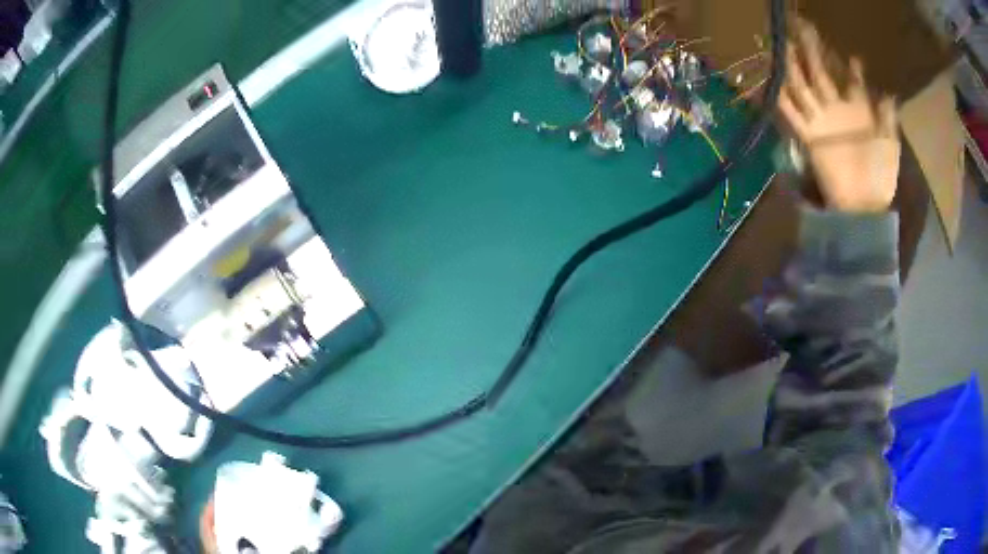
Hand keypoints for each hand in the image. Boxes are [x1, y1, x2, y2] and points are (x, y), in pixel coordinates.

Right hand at [778, 22, 900, 213]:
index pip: (852, 82)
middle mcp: (837, 110)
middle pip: (821, 74)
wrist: (863, 208)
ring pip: (802, 86)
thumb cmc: (881, 177)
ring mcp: (821, 122)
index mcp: (858, 111)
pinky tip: (769, 81)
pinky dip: (779, 99)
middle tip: (803, 26)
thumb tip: (888, 93)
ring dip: (792, 66)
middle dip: (812, 51)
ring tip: (783, 43)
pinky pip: (791, 114)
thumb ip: (888, 118)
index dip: (851, 67)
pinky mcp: (809, 137)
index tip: (850, 53)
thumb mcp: (890, 145)